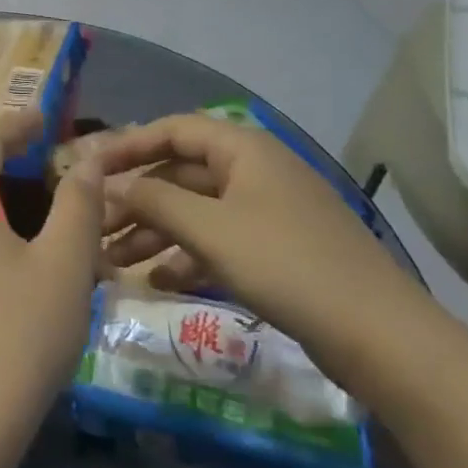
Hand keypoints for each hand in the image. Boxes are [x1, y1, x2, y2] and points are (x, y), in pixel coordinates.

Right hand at [90, 115, 444, 393]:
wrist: (381, 337)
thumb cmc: (286, 265)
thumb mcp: (210, 229)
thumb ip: (152, 200)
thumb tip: (105, 183)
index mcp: (243, 148)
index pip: (172, 130)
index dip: (126, 145)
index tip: (87, 169)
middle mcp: (253, 171)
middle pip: (179, 173)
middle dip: (133, 199)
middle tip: (93, 226)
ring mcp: (266, 211)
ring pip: (194, 211)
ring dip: (152, 232)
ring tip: (111, 263)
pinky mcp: (275, 250)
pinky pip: (216, 241)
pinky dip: (184, 256)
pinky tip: (156, 283)